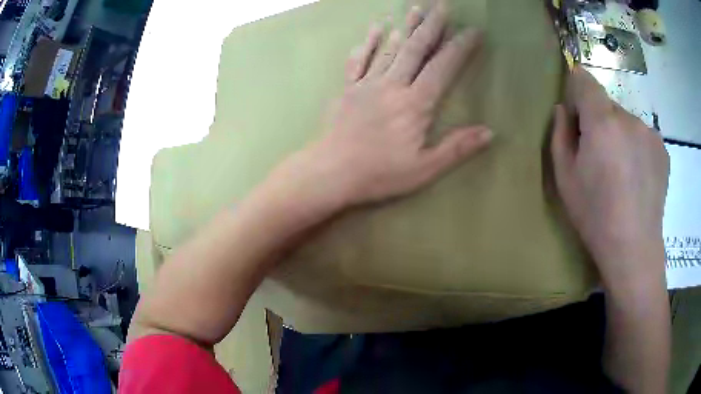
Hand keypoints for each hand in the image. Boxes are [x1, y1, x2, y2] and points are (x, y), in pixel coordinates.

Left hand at [271, 3, 490, 214]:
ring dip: (406, 26)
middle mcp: (392, 85)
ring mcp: (367, 83)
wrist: (330, 173)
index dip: (460, 47)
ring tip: (417, 8)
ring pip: (390, 48)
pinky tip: (377, 28)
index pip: (443, 67)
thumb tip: (489, 132)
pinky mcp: (348, 88)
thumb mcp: (424, 169)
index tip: (472, 31)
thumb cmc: (378, 174)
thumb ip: (456, 148)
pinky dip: (369, 42)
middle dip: (432, 25)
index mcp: (414, 103)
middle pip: (416, 48)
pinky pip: (359, 59)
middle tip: (442, 5)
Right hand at [551, 67, 669, 284]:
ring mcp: (650, 133)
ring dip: (620, 136)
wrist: (634, 248)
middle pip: (607, 104)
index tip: (577, 114)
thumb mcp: (565, 177)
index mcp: (602, 121)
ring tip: (622, 173)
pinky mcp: (662, 149)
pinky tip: (637, 178)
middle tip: (600, 158)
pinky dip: (637, 148)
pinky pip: (643, 137)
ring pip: (627, 122)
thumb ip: (560, 134)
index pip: (585, 80)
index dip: (577, 89)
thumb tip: (564, 109)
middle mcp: (629, 118)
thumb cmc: (595, 215)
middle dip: (599, 121)